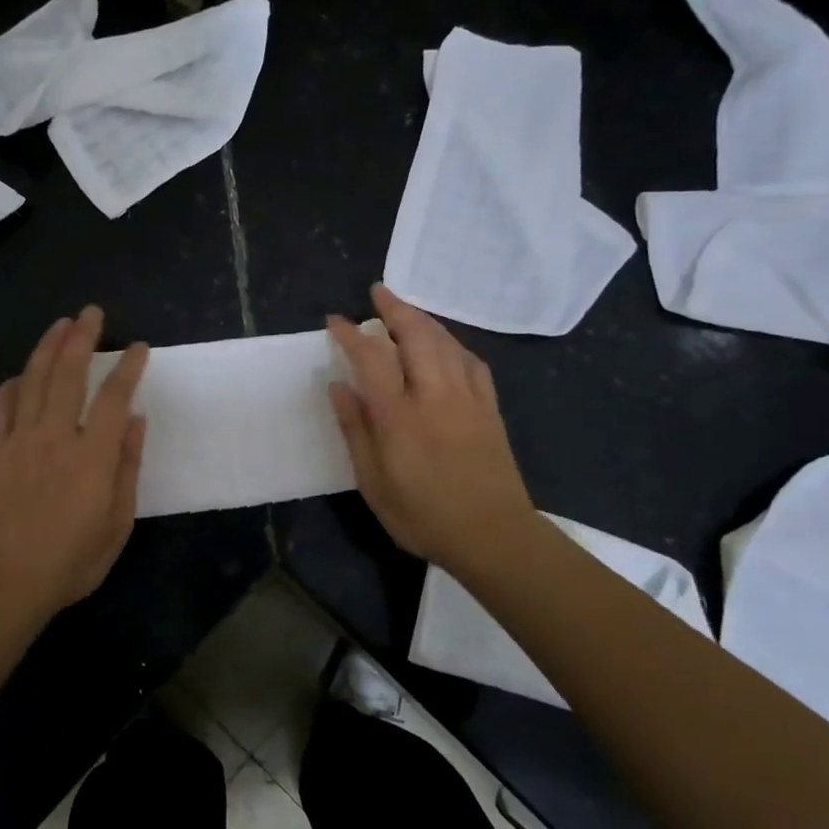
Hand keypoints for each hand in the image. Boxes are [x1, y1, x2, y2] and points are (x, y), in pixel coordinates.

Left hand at [0, 306, 148, 613]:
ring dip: (47, 349)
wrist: (8, 580)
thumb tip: (136, 420)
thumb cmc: (73, 558)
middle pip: (68, 375)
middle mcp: (55, 437)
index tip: (138, 346)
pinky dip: (11, 386)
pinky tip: (19, 374)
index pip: (114, 397)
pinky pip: (0, 409)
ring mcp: (20, 442)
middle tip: (92, 312)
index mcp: (92, 455)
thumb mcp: (118, 521)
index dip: (128, 367)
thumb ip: (128, 466)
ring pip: (33, 382)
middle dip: (82, 339)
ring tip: (59, 324)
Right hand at [327, 284, 539, 579]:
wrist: (493, 535)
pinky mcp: (490, 407)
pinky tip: (447, 346)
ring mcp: (467, 397)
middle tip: (377, 293)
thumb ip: (356, 430)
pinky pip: (472, 361)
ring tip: (407, 310)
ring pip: (446, 341)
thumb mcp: (373, 483)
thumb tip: (338, 386)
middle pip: (416, 334)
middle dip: (395, 307)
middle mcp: (434, 394)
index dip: (352, 334)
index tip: (336, 321)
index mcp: (399, 415)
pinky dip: (454, 344)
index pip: (372, 357)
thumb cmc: (423, 515)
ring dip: (423, 319)